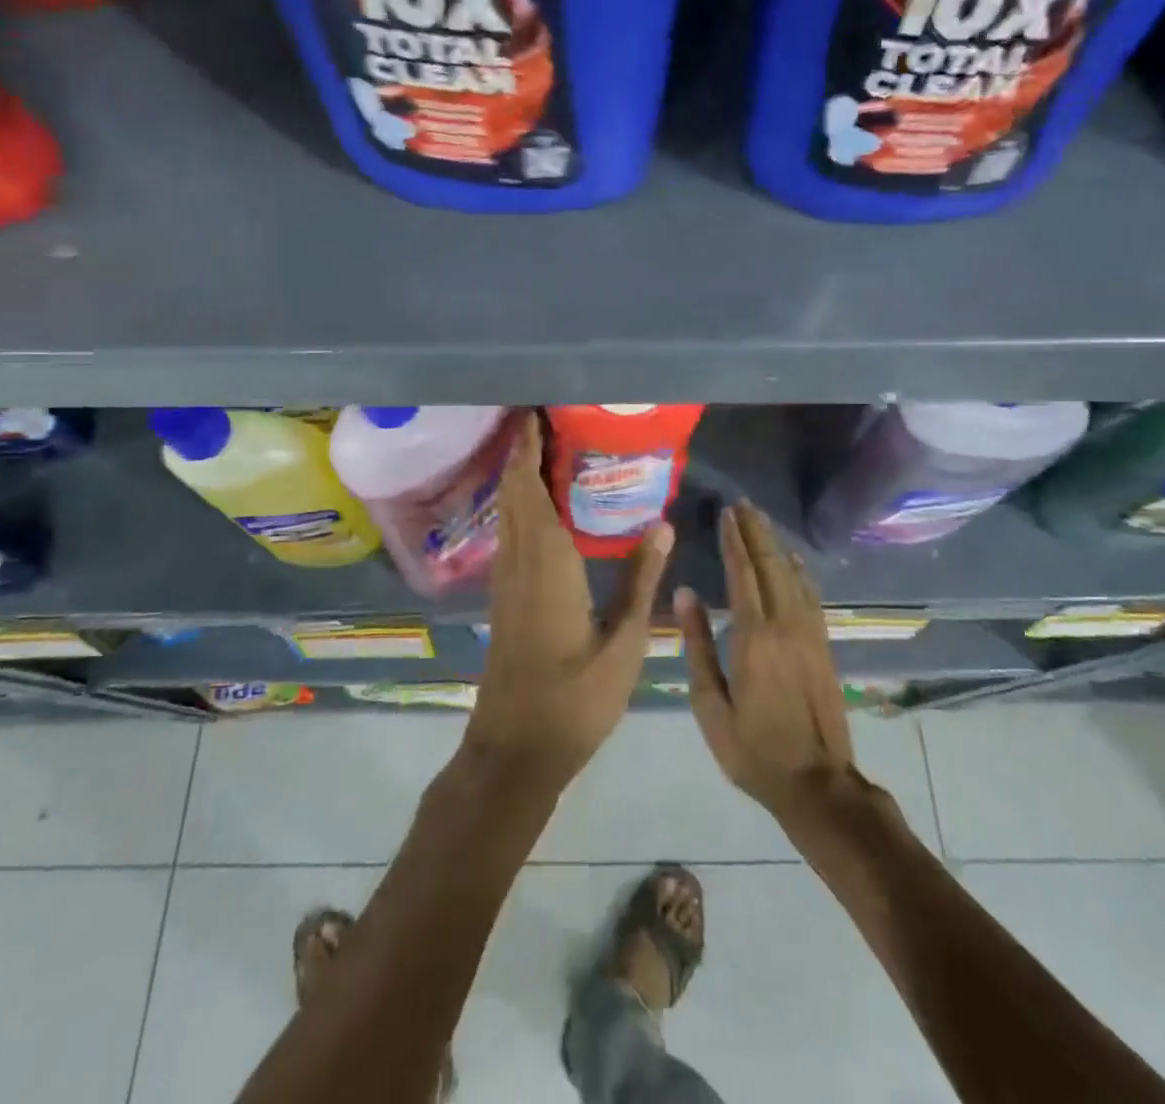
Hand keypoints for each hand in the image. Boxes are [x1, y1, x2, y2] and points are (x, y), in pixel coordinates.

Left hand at [465, 414, 672, 792]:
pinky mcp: (503, 597)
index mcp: (546, 565)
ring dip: (517, 476)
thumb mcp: (623, 644)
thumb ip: (640, 581)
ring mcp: (505, 580)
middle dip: (521, 452)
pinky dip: (517, 505)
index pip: (531, 490)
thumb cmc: (574, 701)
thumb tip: (661, 524)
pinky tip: (538, 506)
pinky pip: (508, 533)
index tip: (537, 414)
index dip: (529, 450)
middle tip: (545, 419)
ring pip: (506, 512)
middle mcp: (518, 562)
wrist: (514, 750)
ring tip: (543, 449)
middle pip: (512, 493)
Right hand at [678, 502, 856, 821]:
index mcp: (753, 637)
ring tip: (761, 521)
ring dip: (776, 545)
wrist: (817, 784)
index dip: (734, 541)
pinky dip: (800, 571)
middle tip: (742, 505)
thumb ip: (698, 645)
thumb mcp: (711, 705)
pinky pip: (811, 595)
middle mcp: (785, 625)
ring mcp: (810, 633)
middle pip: (771, 565)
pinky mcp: (823, 645)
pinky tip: (793, 560)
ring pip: (793, 576)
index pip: (743, 574)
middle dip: (756, 532)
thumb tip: (685, 593)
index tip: (726, 514)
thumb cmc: (753, 749)